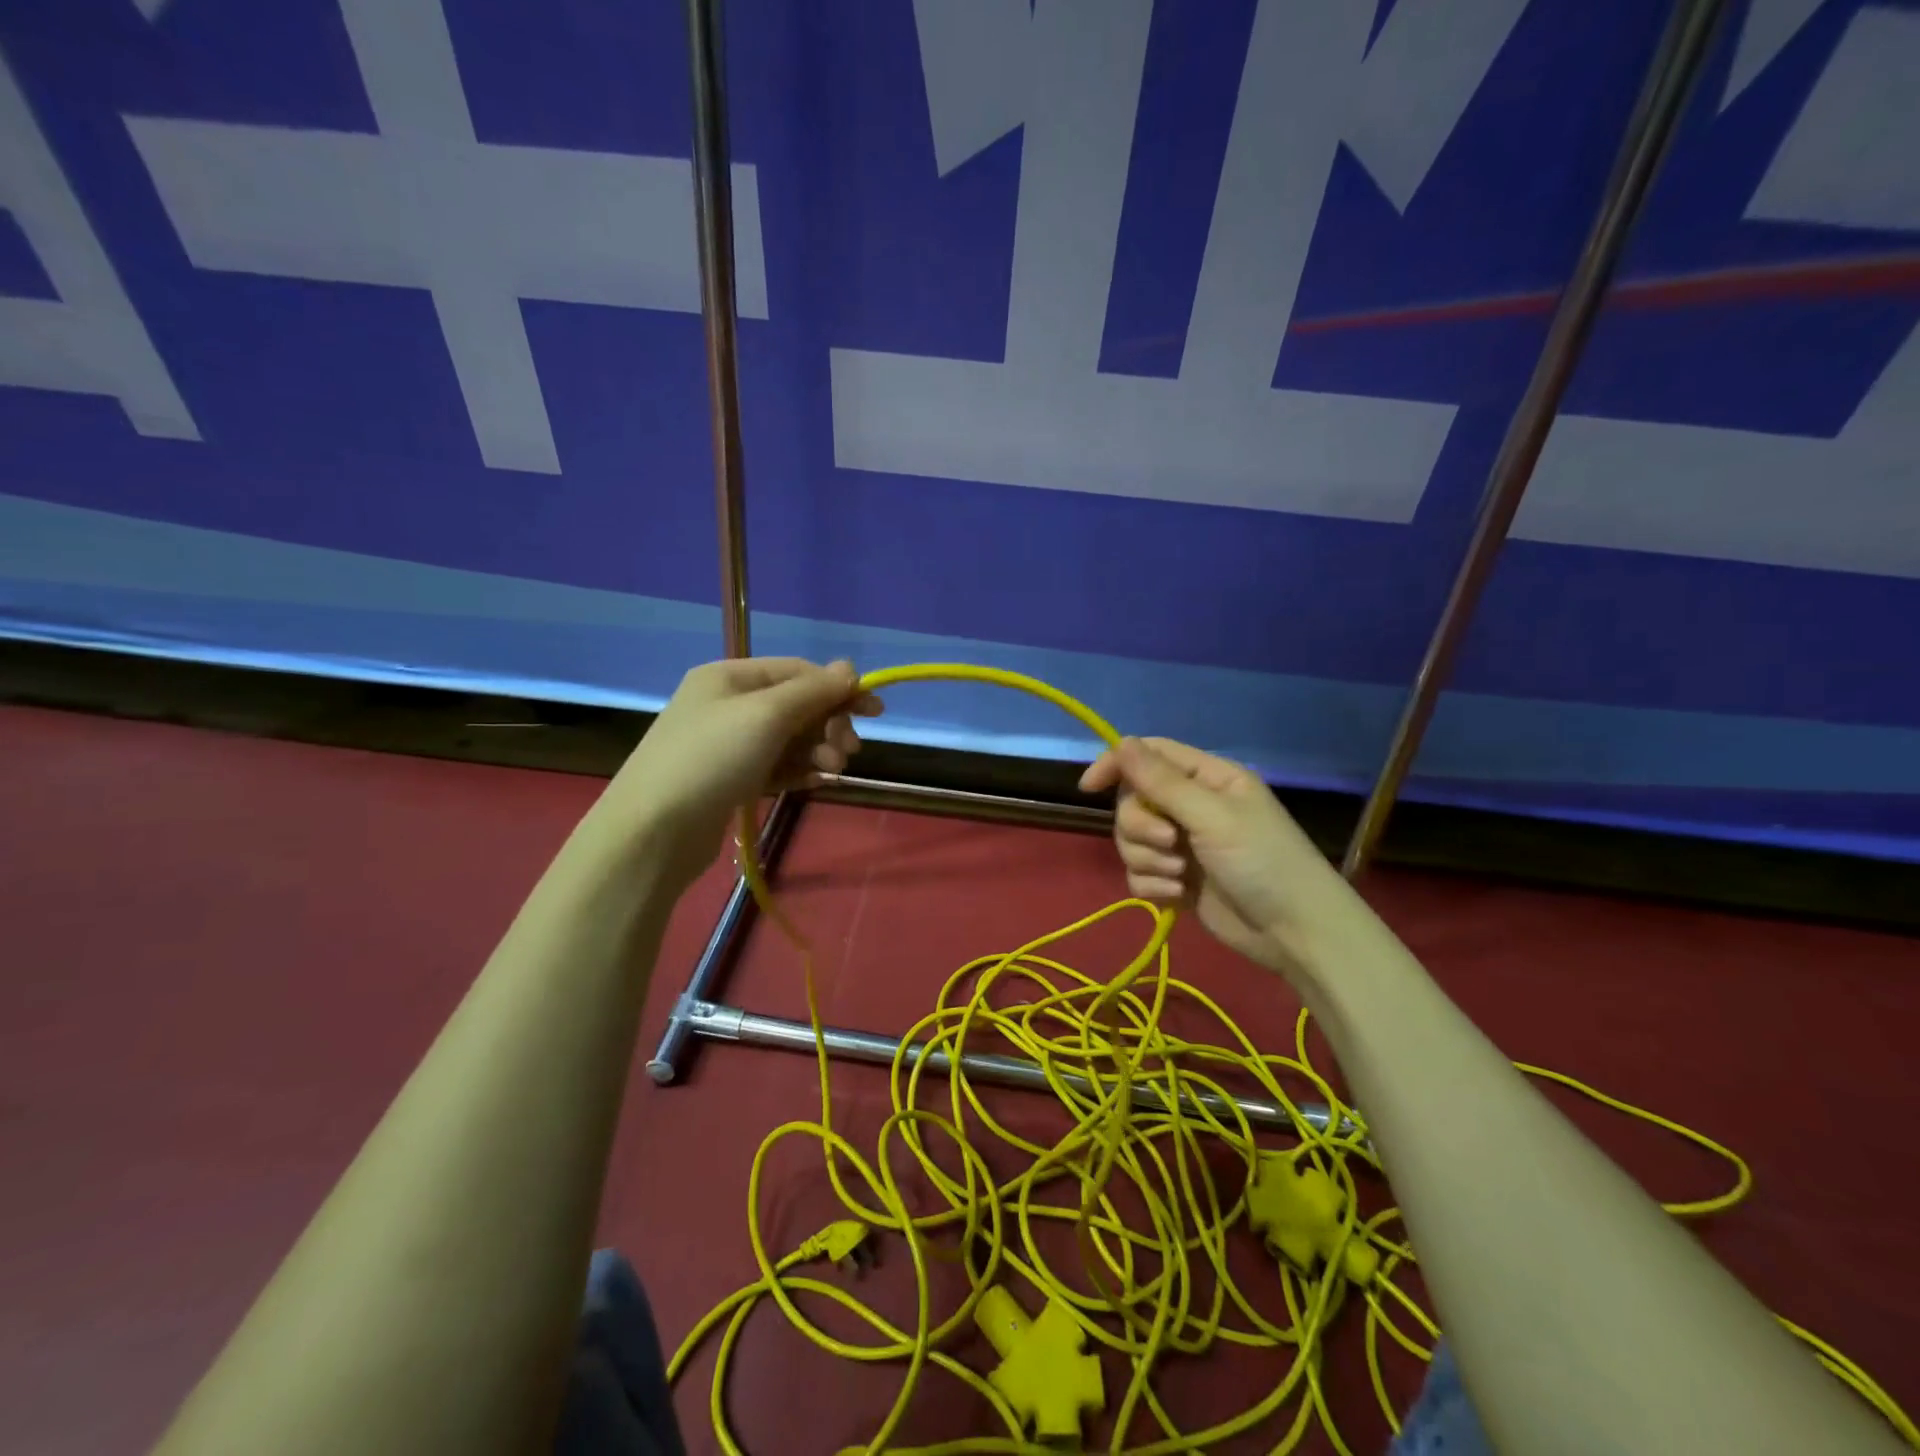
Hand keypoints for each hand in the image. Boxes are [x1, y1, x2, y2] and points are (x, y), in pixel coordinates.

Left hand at [596, 658, 880, 890]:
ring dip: (817, 750)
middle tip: (849, 751)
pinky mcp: (730, 780)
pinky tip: (816, 783)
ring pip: (789, 739)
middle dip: (828, 724)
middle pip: (796, 705)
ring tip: (832, 771)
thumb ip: (813, 690)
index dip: (838, 688)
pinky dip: (798, 771)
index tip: (874, 711)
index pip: (798, 671)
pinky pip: (776, 766)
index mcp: (730, 677)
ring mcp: (727, 744)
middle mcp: (728, 704)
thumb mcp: (767, 714)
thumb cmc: (711, 759)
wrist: (653, 832)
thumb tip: (849, 668)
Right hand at [1078, 737, 1364, 984]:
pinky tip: (1178, 896)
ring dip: (1148, 859)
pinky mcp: (1177, 880)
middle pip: (1133, 801)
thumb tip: (1121, 743)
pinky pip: (1139, 874)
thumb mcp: (1212, 815)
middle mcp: (1191, 806)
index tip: (1088, 788)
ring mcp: (1183, 845)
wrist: (1294, 932)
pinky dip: (1153, 885)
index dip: (1116, 765)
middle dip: (1141, 826)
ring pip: (1132, 840)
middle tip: (1170, 842)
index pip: (1149, 755)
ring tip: (1179, 875)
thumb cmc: (1263, 861)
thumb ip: (1162, 781)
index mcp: (1207, 778)